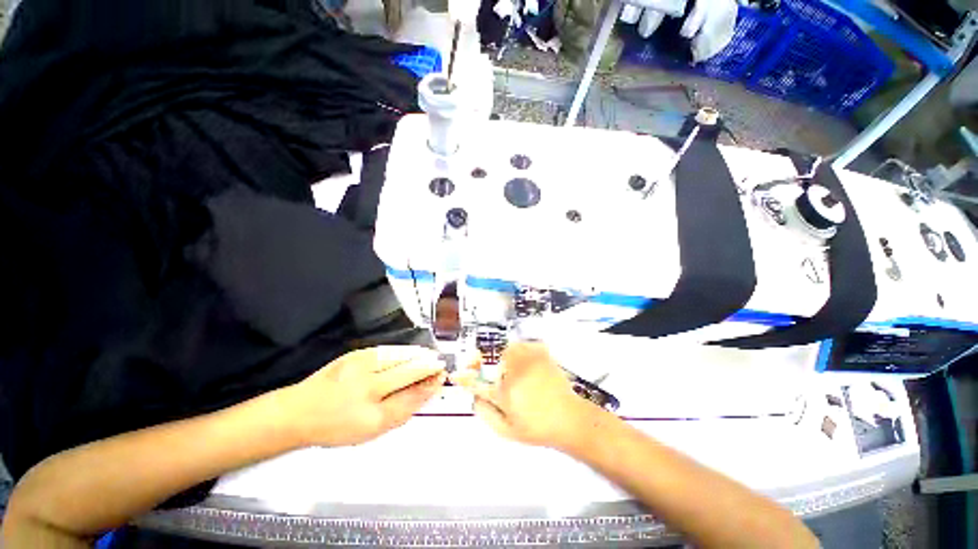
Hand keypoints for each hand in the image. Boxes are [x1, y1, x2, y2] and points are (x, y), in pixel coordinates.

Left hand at [282, 346, 445, 446]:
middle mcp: (367, 385)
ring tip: (430, 355)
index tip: (441, 377)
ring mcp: (360, 365)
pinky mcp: (355, 353)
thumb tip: (425, 392)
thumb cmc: (336, 427)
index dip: (429, 384)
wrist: (299, 411)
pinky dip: (403, 351)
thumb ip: (402, 410)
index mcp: (371, 412)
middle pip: (408, 371)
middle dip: (428, 366)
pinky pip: (387, 350)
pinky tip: (411, 352)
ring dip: (418, 355)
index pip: (411, 395)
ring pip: (399, 356)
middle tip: (440, 364)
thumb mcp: (372, 429)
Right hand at [451, 343, 599, 449]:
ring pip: (510, 349)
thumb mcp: (507, 430)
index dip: (466, 377)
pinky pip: (526, 344)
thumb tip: (474, 397)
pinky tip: (529, 365)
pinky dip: (523, 351)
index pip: (477, 381)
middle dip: (495, 368)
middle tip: (505, 381)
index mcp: (505, 392)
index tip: (459, 374)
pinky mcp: (542, 354)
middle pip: (494, 360)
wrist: (569, 419)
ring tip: (518, 373)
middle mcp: (515, 371)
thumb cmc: (537, 427)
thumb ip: (486, 413)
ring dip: (509, 358)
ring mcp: (530, 360)